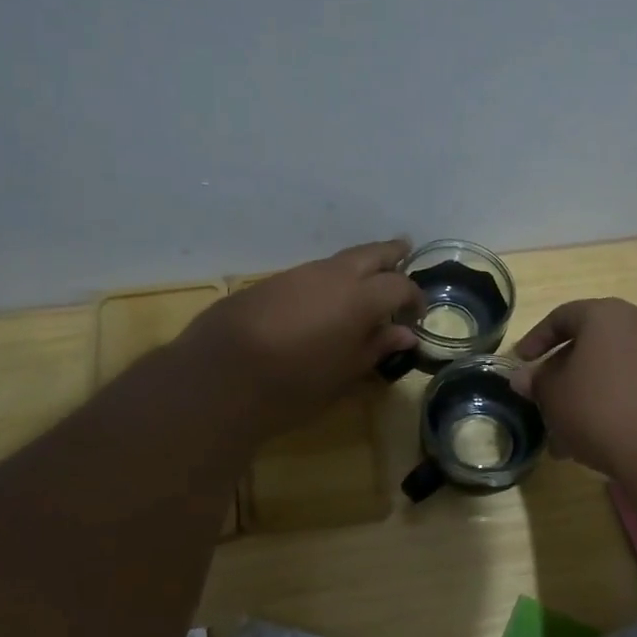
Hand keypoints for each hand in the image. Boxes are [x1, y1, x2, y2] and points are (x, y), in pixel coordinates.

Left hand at [179, 240, 422, 438]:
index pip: (399, 286)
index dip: (414, 296)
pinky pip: (311, 274)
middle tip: (404, 251)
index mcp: (360, 297)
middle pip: (371, 253)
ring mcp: (298, 275)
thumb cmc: (294, 384)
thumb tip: (404, 334)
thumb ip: (376, 347)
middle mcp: (332, 275)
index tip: (416, 314)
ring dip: (357, 266)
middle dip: (390, 253)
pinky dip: (328, 280)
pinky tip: (324, 300)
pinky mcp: (270, 283)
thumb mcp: (344, 374)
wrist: (219, 376)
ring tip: (365, 281)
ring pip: (338, 261)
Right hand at [510, 298, 636, 478]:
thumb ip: (536, 382)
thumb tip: (524, 377)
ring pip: (612, 369)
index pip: (561, 316)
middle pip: (589, 343)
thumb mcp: (554, 397)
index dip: (535, 340)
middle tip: (544, 404)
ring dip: (587, 395)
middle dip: (562, 375)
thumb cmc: (601, 411)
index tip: (520, 364)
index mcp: (606, 315)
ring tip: (568, 437)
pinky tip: (601, 439)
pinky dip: (615, 403)